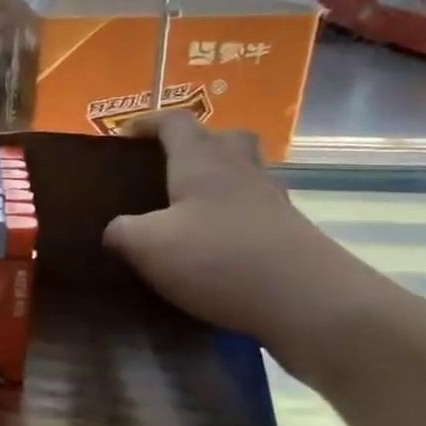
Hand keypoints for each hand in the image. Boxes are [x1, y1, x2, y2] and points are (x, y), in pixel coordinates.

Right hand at [103, 113, 379, 360]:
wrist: (310, 302)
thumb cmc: (218, 259)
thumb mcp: (146, 246)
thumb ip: (121, 231)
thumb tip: (115, 231)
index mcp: (201, 163)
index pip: (175, 124)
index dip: (148, 123)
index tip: (123, 135)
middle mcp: (241, 172)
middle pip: (225, 139)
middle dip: (197, 144)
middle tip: (168, 167)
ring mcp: (272, 203)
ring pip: (244, 175)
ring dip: (218, 183)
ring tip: (185, 212)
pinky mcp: (290, 235)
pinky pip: (254, 212)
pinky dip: (231, 220)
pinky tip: (212, 248)